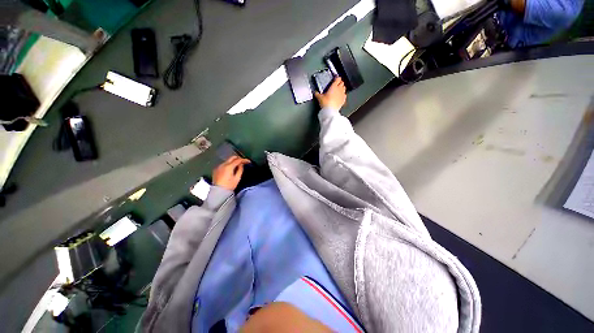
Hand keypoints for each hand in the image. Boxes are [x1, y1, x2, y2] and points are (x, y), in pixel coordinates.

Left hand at [212, 156, 250, 190]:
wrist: (218, 192)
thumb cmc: (229, 186)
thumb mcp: (237, 178)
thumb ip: (240, 170)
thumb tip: (241, 164)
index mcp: (229, 167)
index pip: (238, 160)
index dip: (244, 160)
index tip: (248, 161)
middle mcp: (223, 164)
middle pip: (232, 157)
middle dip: (238, 158)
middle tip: (243, 161)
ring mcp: (218, 166)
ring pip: (227, 160)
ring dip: (233, 161)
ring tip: (238, 165)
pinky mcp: (216, 169)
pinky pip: (223, 164)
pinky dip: (228, 164)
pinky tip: (231, 168)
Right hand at [314, 77, 346, 110]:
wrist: (330, 110)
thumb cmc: (326, 103)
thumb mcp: (319, 98)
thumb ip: (317, 94)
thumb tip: (315, 93)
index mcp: (334, 86)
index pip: (338, 79)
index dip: (337, 78)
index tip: (335, 78)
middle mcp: (339, 89)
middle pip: (342, 83)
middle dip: (340, 83)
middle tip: (337, 84)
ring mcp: (342, 94)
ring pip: (344, 88)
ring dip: (342, 88)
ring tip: (339, 90)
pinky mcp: (343, 100)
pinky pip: (345, 95)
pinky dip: (343, 95)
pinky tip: (340, 96)